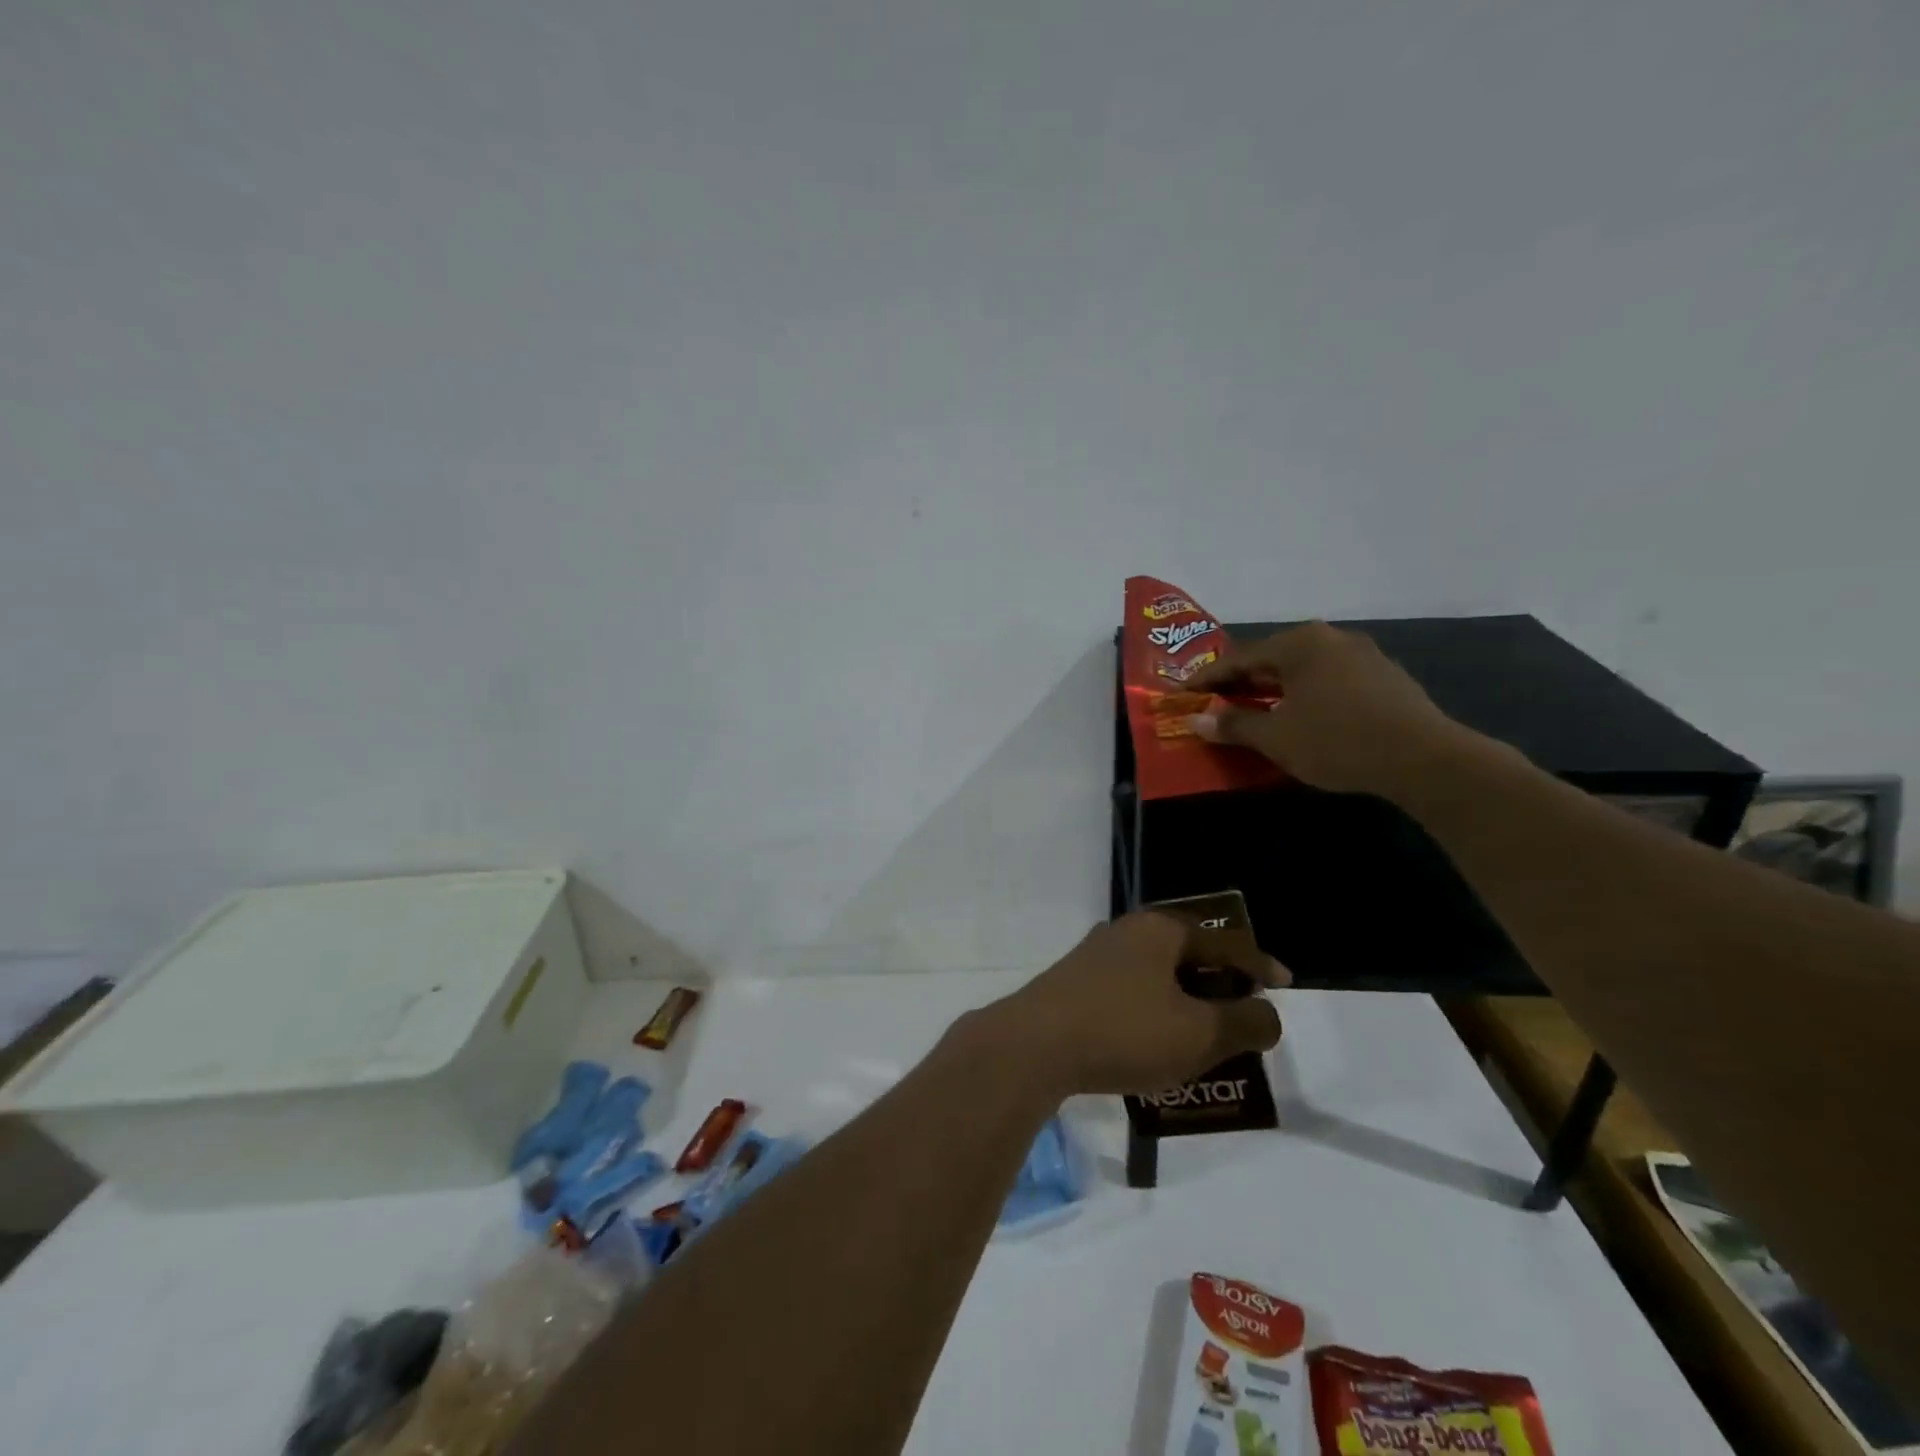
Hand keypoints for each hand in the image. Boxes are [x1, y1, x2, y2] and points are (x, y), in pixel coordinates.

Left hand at [984, 912, 1286, 1097]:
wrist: (1033, 1045)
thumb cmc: (1124, 1030)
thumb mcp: (1199, 1034)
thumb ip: (1245, 1024)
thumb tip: (1268, 1015)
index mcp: (1161, 931)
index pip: (1225, 943)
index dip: (1259, 965)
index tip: (1283, 985)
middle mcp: (1128, 932)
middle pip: (1189, 956)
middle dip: (1219, 987)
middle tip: (1243, 1016)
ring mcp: (1096, 956)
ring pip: (1158, 977)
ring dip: (1186, 1004)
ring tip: (1205, 1036)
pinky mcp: (1075, 983)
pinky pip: (1131, 994)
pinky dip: (1155, 1014)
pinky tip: (1156, 1044)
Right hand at [1183, 620, 1468, 796]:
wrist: (1424, 758)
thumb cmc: (1337, 741)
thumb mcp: (1275, 737)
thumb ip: (1233, 725)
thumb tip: (1196, 721)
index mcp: (1299, 644)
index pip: (1239, 658)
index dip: (1207, 679)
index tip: (1183, 694)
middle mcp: (1330, 638)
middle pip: (1272, 659)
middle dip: (1241, 682)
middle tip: (1214, 702)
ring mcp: (1363, 655)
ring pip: (1303, 669)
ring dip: (1274, 689)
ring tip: (1254, 710)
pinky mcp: (1385, 677)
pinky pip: (1329, 680)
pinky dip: (1305, 694)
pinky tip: (1301, 716)